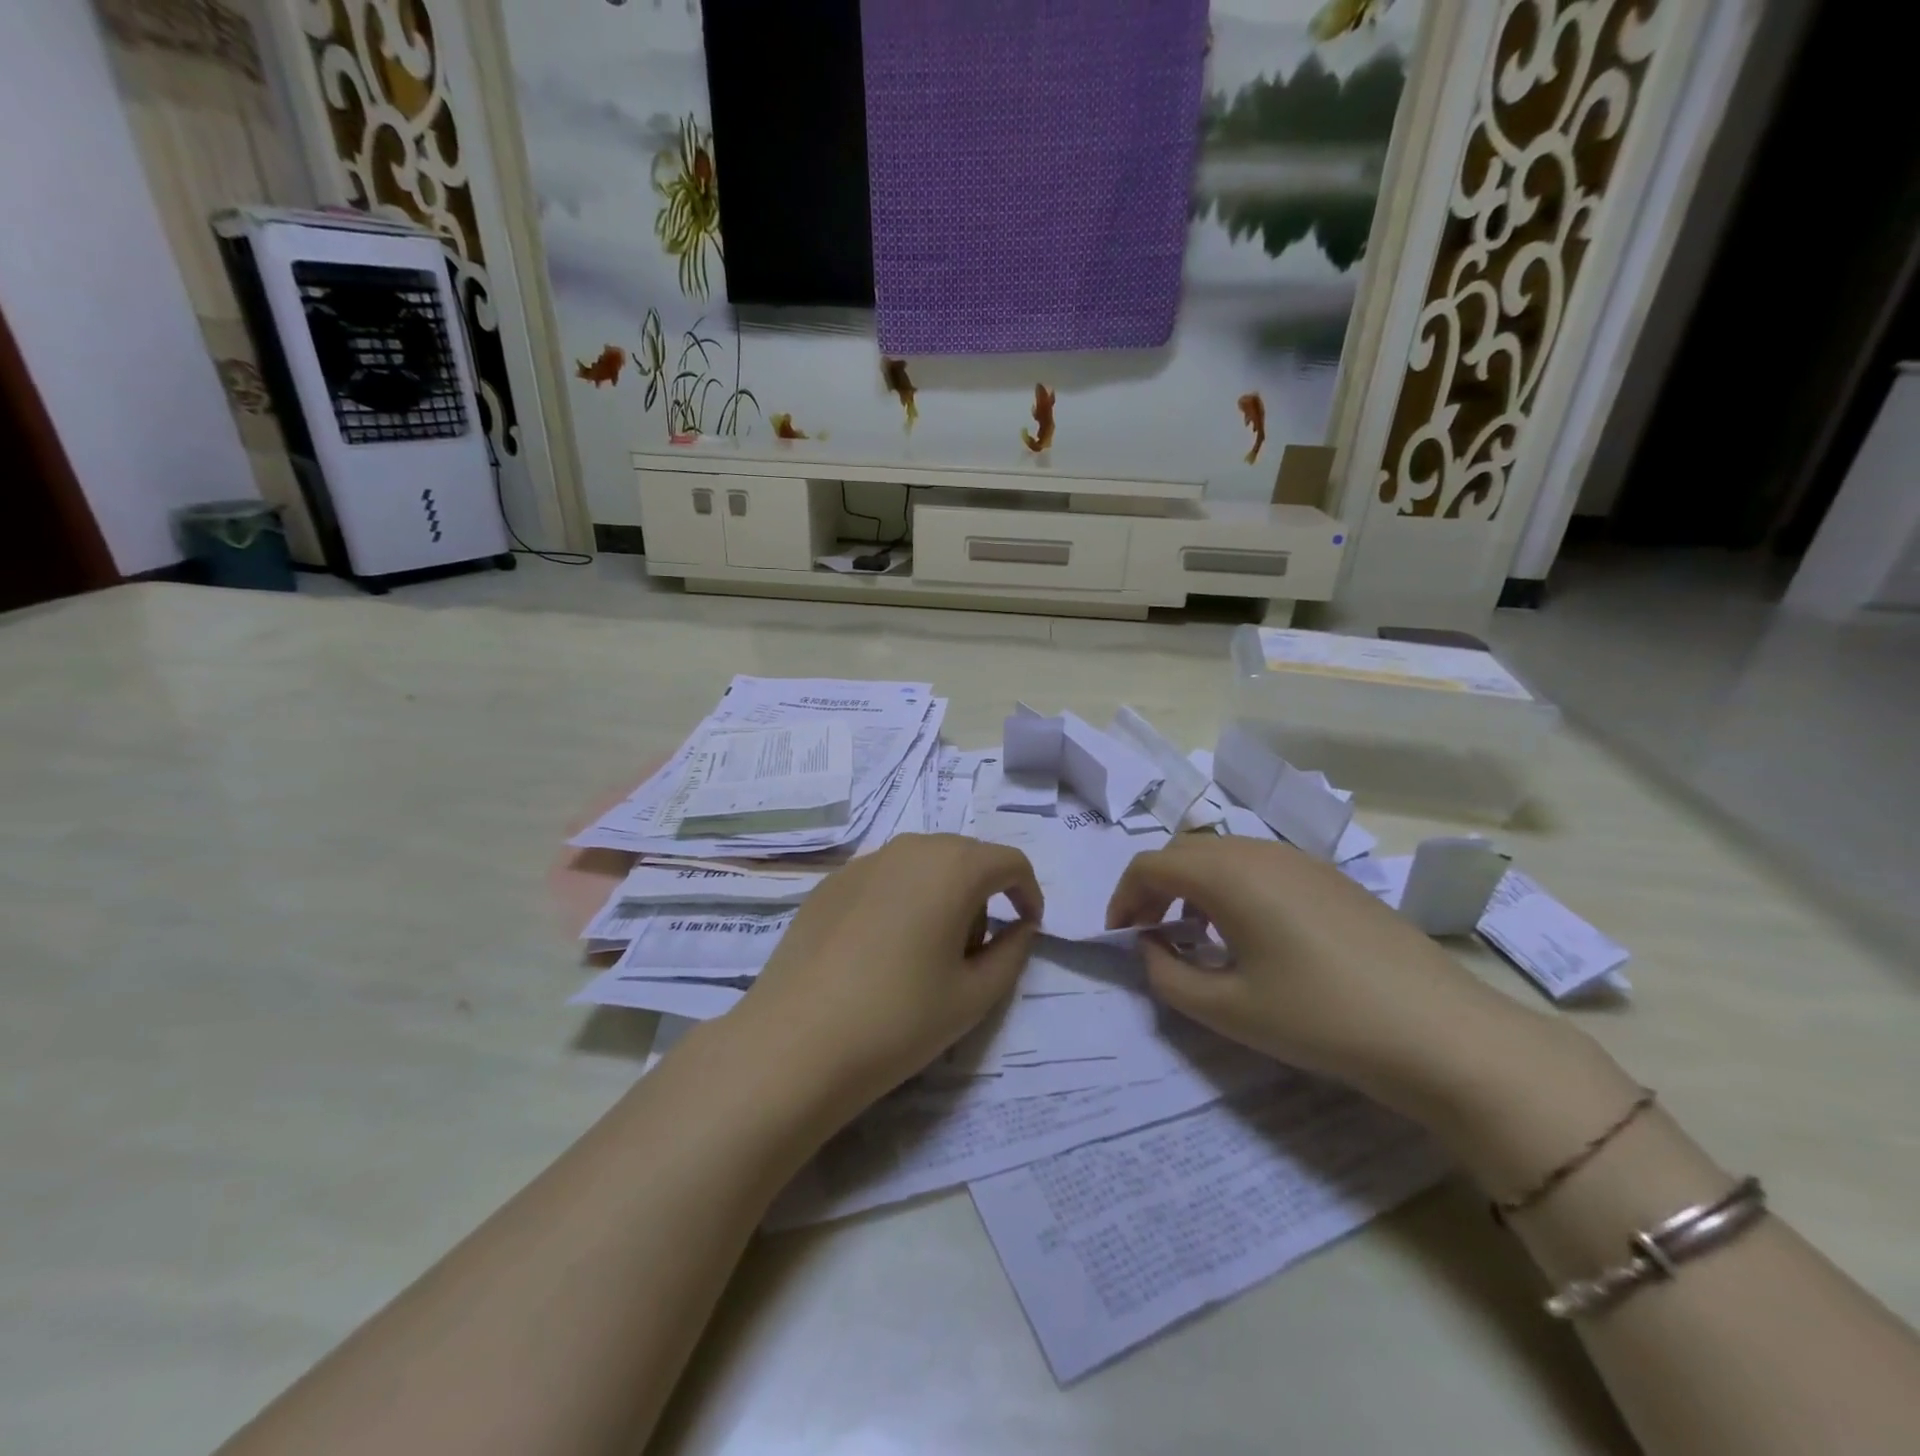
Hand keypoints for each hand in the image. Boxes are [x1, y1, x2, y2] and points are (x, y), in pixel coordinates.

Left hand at [734, 834, 1042, 1118]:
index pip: (1009, 862)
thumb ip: (1012, 953)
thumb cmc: (899, 1019)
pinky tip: (881, 951)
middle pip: (965, 857)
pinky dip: (901, 900)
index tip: (1027, 930)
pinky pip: (885, 878)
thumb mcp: (974, 995)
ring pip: (923, 865)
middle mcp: (910, 849)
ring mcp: (864, 862)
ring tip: (926, 953)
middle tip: (974, 951)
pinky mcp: (830, 883)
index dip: (1028, 893)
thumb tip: (1021, 928)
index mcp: (953, 867)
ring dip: (941, 895)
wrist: (795, 1042)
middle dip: (983, 895)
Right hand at [1107, 836, 1529, 1110]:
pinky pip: (1258, 865)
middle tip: (1149, 934)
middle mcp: (1258, 851)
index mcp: (1228, 874)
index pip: (1151, 864)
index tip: (1119, 936)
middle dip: (1154, 887)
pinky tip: (1249, 933)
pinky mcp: (1328, 876)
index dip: (1123, 897)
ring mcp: (1299, 859)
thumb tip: (1150, 948)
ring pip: (1222, 854)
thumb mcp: (1229, 1009)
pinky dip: (1230, 887)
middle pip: (1184, 851)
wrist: (1441, 1032)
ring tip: (1194, 934)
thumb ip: (1168, 975)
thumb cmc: (1321, 1018)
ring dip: (1192, 885)